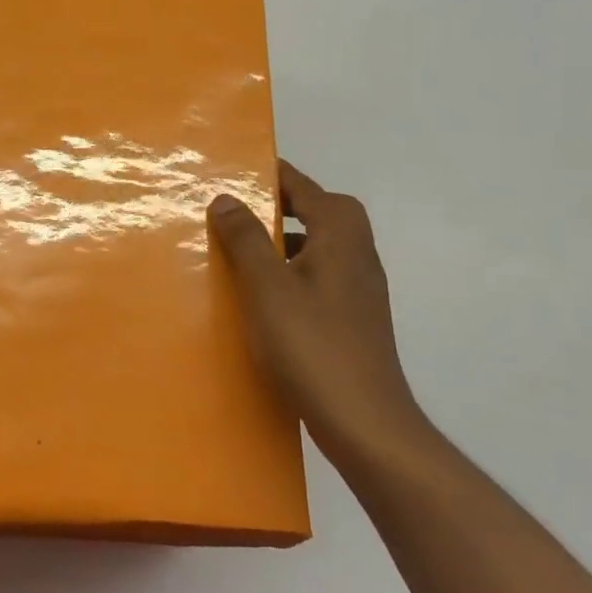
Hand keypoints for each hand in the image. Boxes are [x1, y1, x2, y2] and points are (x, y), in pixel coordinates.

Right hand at [208, 160, 429, 464]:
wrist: (365, 422)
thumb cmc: (312, 345)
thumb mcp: (267, 287)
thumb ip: (246, 238)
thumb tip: (226, 197)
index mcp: (340, 234)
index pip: (302, 186)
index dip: (268, 174)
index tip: (231, 170)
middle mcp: (357, 252)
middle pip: (318, 210)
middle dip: (279, 205)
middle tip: (238, 212)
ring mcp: (359, 286)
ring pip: (318, 244)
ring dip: (284, 240)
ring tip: (241, 252)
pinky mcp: (354, 316)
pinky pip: (319, 275)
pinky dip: (292, 271)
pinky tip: (264, 297)